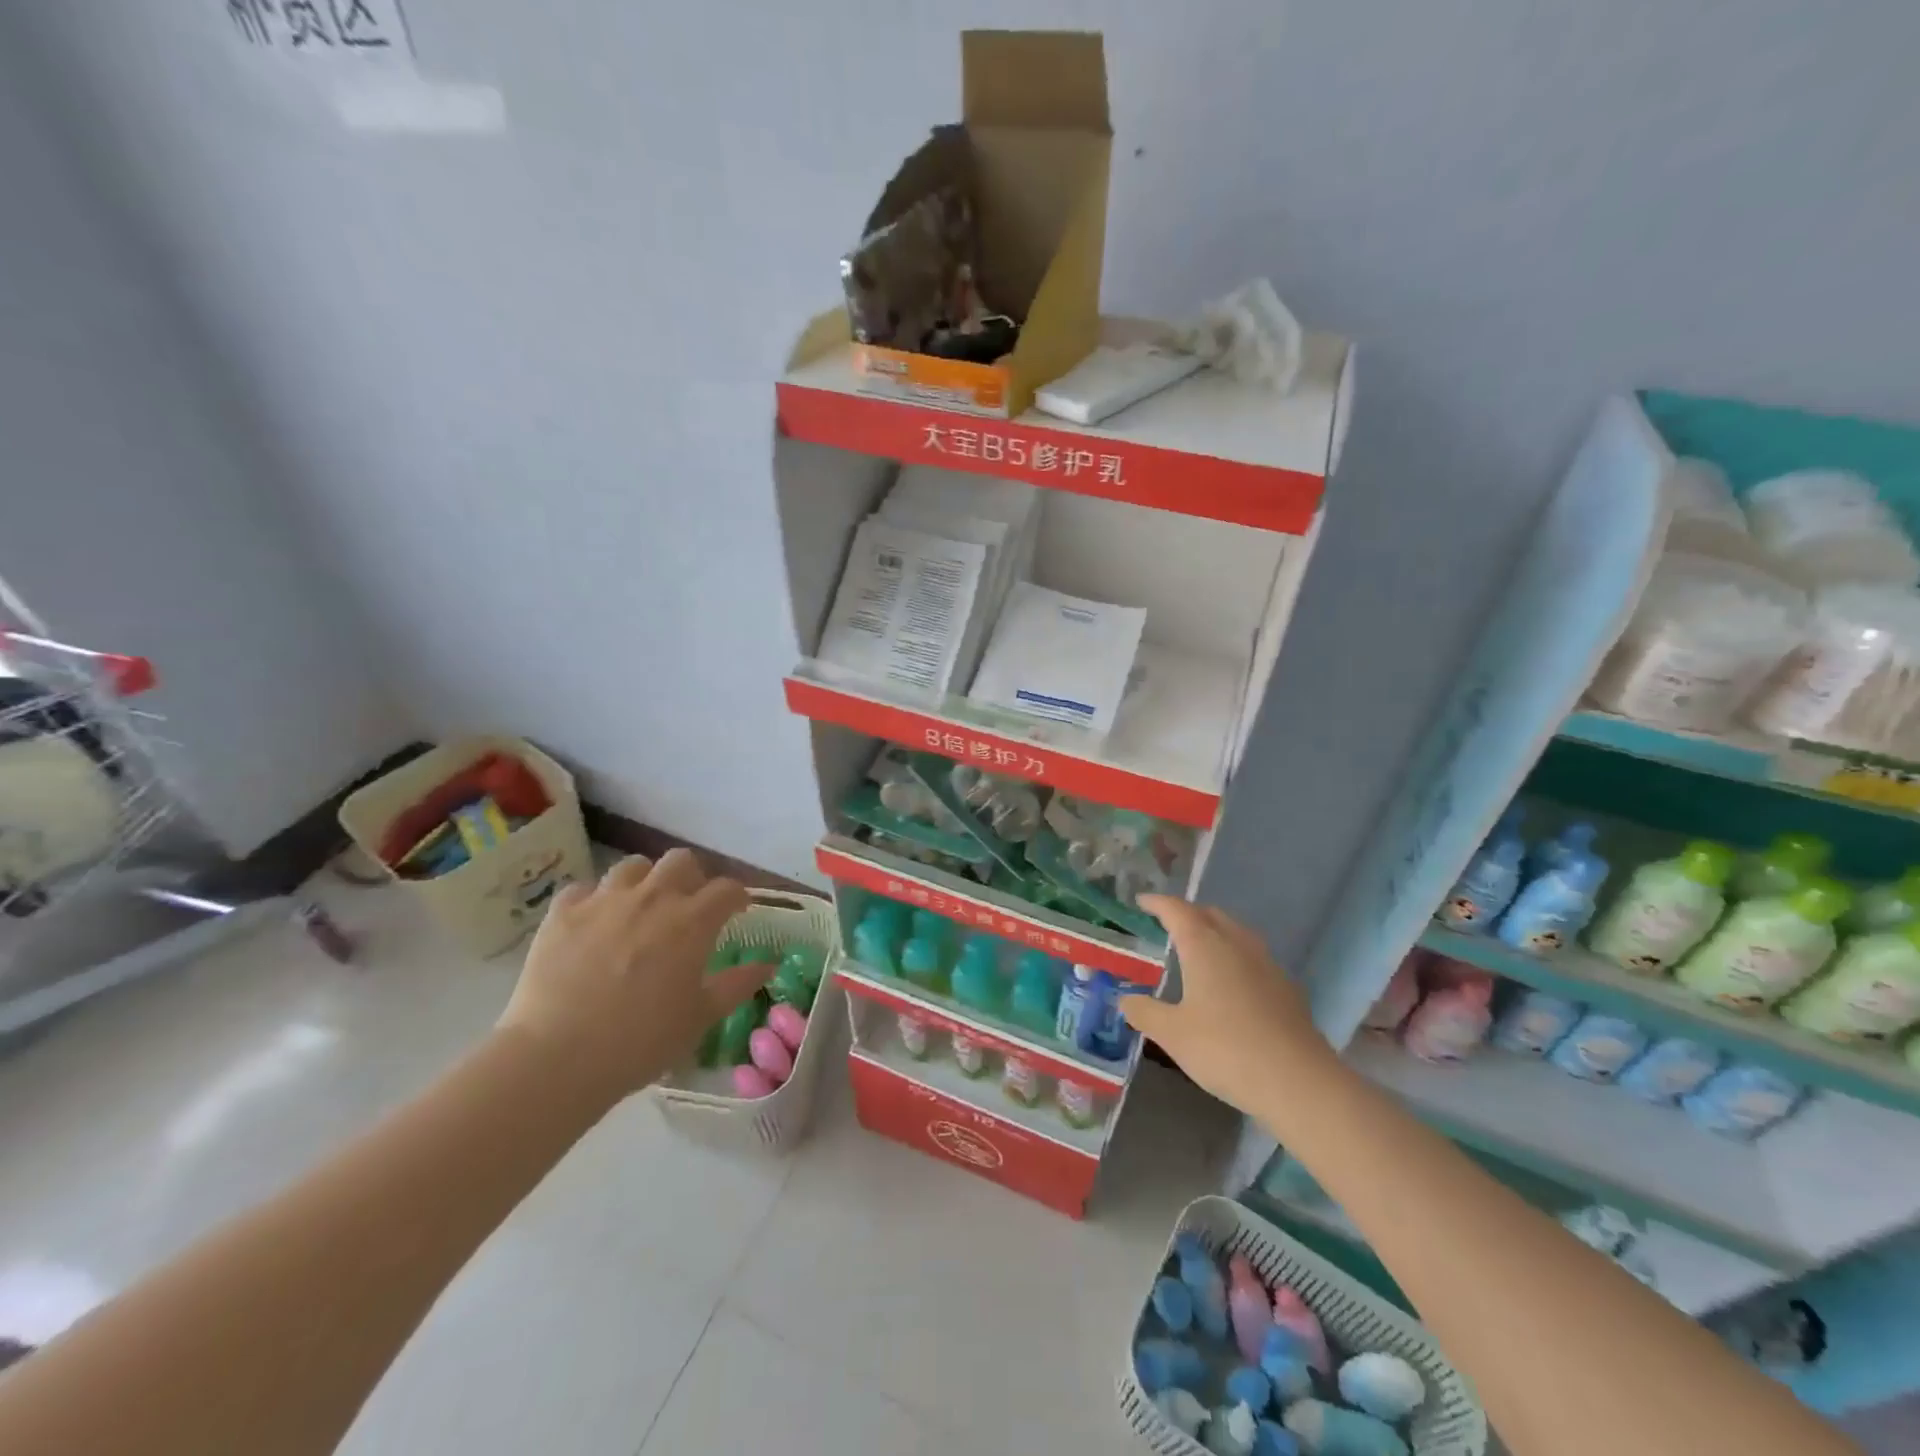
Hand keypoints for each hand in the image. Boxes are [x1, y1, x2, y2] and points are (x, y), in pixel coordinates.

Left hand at [496, 850, 771, 1108]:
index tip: (737, 911)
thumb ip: (737, 984)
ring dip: (644, 881)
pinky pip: (583, 889)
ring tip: (640, 907)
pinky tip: (592, 924)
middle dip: (691, 877)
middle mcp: (652, 898)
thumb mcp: (700, 1017)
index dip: (736, 897)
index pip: (727, 889)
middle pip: (681, 860)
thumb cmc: (641, 1041)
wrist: (558, 1057)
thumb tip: (768, 964)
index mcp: (692, 921)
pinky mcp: (562, 913)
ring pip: (633, 866)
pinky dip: (593, 901)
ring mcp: (604, 900)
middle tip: (688, 906)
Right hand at [1118, 895, 1336, 1113]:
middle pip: (1209, 914)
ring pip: (1235, 933)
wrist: (1298, 1082)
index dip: (1157, 903)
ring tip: (1197, 951)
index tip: (1141, 901)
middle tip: (1167, 925)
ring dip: (1214, 932)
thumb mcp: (1172, 1034)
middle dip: (1187, 914)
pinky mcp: (1286, 988)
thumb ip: (1144, 1011)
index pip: (1176, 910)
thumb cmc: (1225, 1049)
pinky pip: (1253, 957)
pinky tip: (1230, 984)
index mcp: (1204, 946)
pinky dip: (1234, 957)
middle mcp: (1236, 944)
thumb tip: (1125, 998)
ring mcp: (1266, 964)